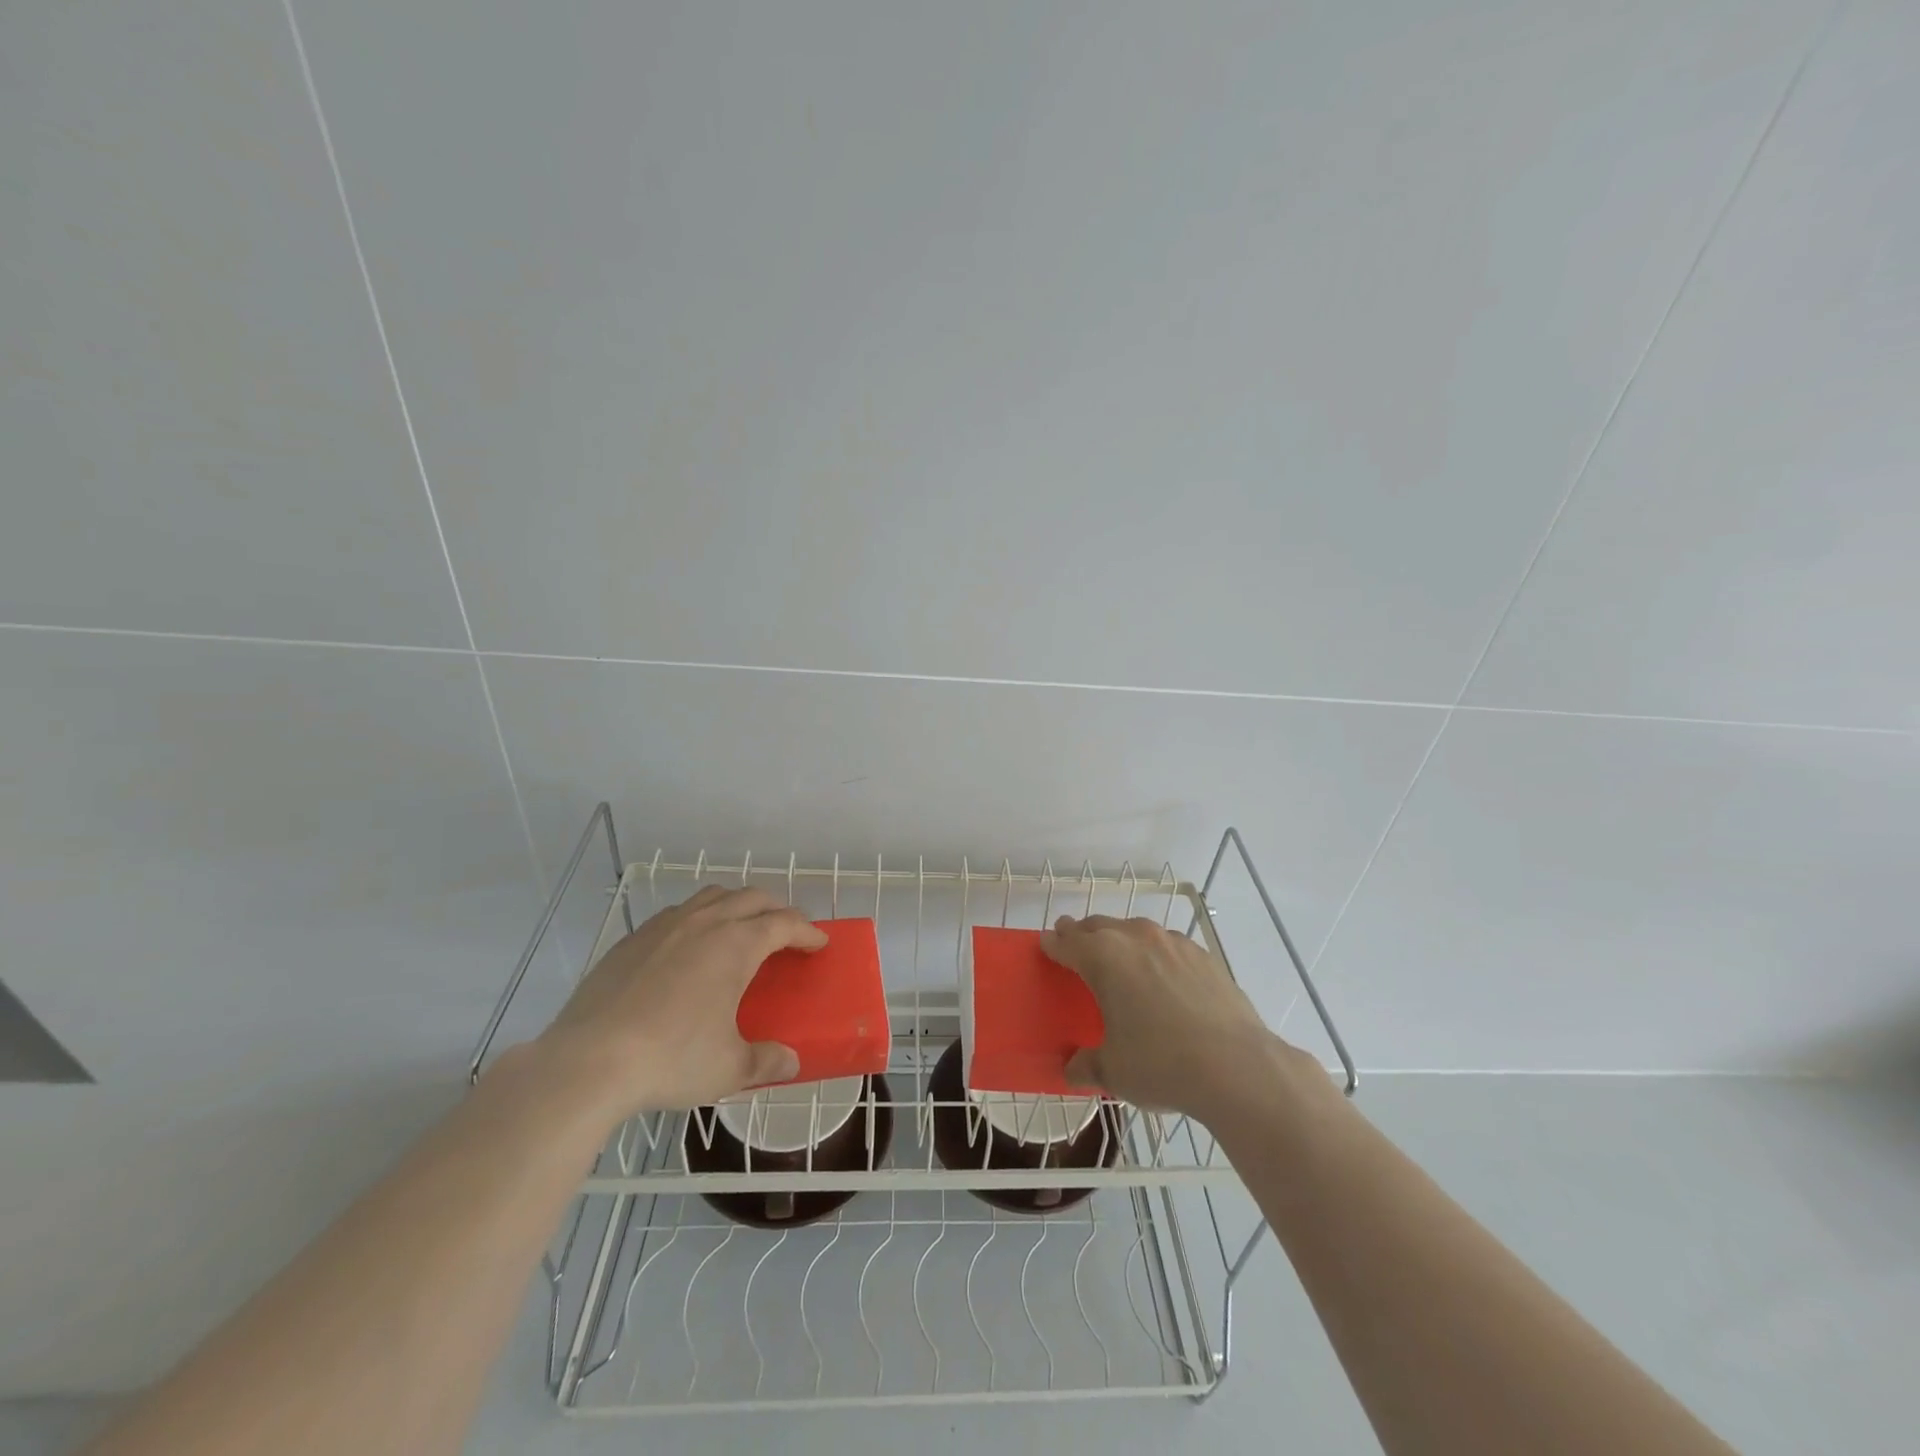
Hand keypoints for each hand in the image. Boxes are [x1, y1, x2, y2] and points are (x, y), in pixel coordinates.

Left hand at [535, 886, 826, 1120]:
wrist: (587, 1062)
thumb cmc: (671, 1059)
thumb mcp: (728, 1068)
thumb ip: (765, 1061)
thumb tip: (790, 1063)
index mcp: (736, 944)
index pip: (784, 923)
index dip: (807, 931)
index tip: (819, 943)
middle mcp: (704, 923)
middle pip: (751, 898)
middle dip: (776, 909)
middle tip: (787, 932)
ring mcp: (664, 926)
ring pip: (712, 896)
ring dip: (736, 905)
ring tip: (741, 929)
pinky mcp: (632, 940)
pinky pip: (677, 914)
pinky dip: (698, 918)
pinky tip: (689, 948)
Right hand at [1042, 913, 1311, 1123]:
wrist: (1237, 1067)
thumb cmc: (1161, 1064)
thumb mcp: (1113, 1071)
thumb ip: (1087, 1064)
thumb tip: (1072, 1068)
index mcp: (1103, 958)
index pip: (1067, 941)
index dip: (1053, 943)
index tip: (1047, 945)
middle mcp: (1135, 938)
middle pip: (1099, 926)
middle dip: (1083, 934)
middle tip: (1075, 946)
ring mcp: (1173, 943)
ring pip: (1135, 930)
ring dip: (1120, 939)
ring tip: (1120, 961)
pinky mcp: (1203, 955)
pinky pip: (1168, 945)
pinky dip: (1156, 953)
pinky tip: (1163, 977)